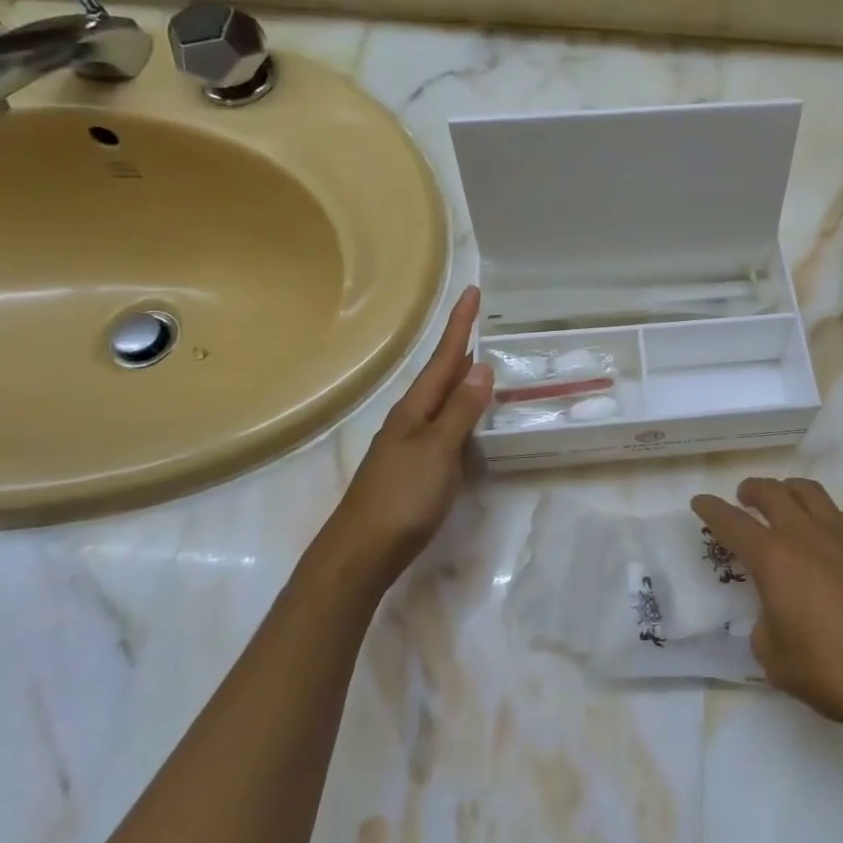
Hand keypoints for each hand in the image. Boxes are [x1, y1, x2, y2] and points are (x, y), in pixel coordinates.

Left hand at [319, 286, 491, 591]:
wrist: (361, 552)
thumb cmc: (403, 497)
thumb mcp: (438, 451)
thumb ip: (461, 411)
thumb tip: (481, 368)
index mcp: (415, 409)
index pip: (444, 358)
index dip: (460, 325)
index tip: (472, 291)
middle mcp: (410, 419)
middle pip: (440, 374)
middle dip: (460, 347)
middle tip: (479, 320)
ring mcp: (408, 443)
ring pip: (440, 400)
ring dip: (459, 378)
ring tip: (479, 361)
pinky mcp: (413, 467)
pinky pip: (441, 424)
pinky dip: (458, 410)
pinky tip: (467, 419)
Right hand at [693, 477, 842, 737]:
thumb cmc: (837, 673)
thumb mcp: (778, 662)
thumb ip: (764, 629)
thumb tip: (775, 614)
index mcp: (774, 559)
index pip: (731, 523)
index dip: (711, 510)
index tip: (699, 502)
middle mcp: (807, 534)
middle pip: (773, 492)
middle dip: (752, 490)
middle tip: (744, 497)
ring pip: (812, 492)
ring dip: (791, 491)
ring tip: (787, 502)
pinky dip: (835, 519)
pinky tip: (839, 538)